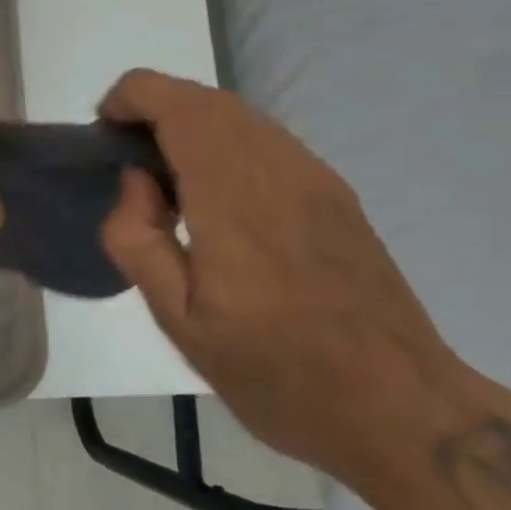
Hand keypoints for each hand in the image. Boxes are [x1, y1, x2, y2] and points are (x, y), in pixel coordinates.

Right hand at [98, 70, 462, 482]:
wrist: (403, 412)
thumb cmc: (279, 372)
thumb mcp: (179, 322)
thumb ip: (136, 238)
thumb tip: (136, 179)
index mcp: (230, 191)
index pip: (170, 100)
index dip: (127, 100)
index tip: (107, 140)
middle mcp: (274, 163)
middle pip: (200, 97)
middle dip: (153, 110)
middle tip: (131, 164)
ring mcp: (311, 172)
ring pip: (235, 113)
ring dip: (190, 124)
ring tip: (171, 182)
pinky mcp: (334, 190)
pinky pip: (264, 138)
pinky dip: (225, 142)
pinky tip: (221, 201)